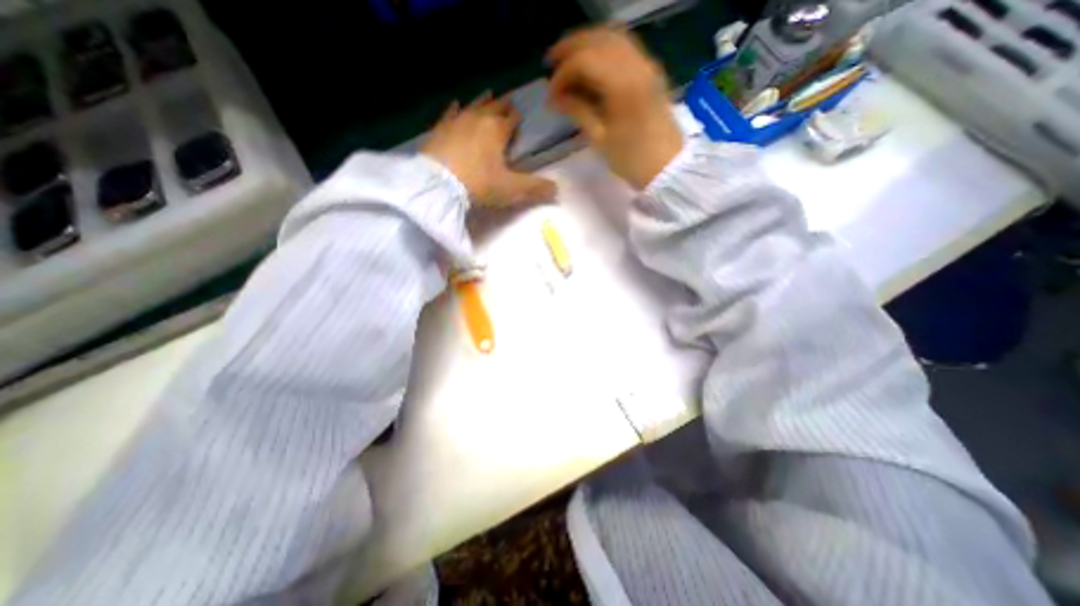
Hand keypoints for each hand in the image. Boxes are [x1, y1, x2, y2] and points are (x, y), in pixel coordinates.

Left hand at [422, 93, 556, 204]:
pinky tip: (457, 104)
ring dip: (483, 101)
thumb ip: (536, 188)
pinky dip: (456, 108)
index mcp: (498, 130)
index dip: (517, 119)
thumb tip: (558, 189)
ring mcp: (457, 121)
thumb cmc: (479, 184)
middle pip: (494, 107)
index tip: (520, 119)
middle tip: (508, 101)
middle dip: (503, 105)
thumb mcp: (512, 190)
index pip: (512, 119)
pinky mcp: (440, 129)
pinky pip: (450, 113)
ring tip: (489, 95)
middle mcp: (479, 119)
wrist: (438, 185)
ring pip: (474, 105)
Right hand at [549, 26, 681, 188]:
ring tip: (568, 61)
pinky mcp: (650, 72)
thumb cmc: (631, 159)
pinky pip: (624, 47)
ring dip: (587, 44)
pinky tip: (592, 65)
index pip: (583, 61)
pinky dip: (604, 49)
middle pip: (598, 39)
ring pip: (612, 37)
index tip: (551, 97)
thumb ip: (578, 111)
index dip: (562, 75)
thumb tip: (556, 98)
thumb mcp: (600, 138)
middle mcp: (635, 65)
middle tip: (551, 63)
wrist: (667, 166)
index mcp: (621, 84)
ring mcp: (646, 65)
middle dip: (570, 48)